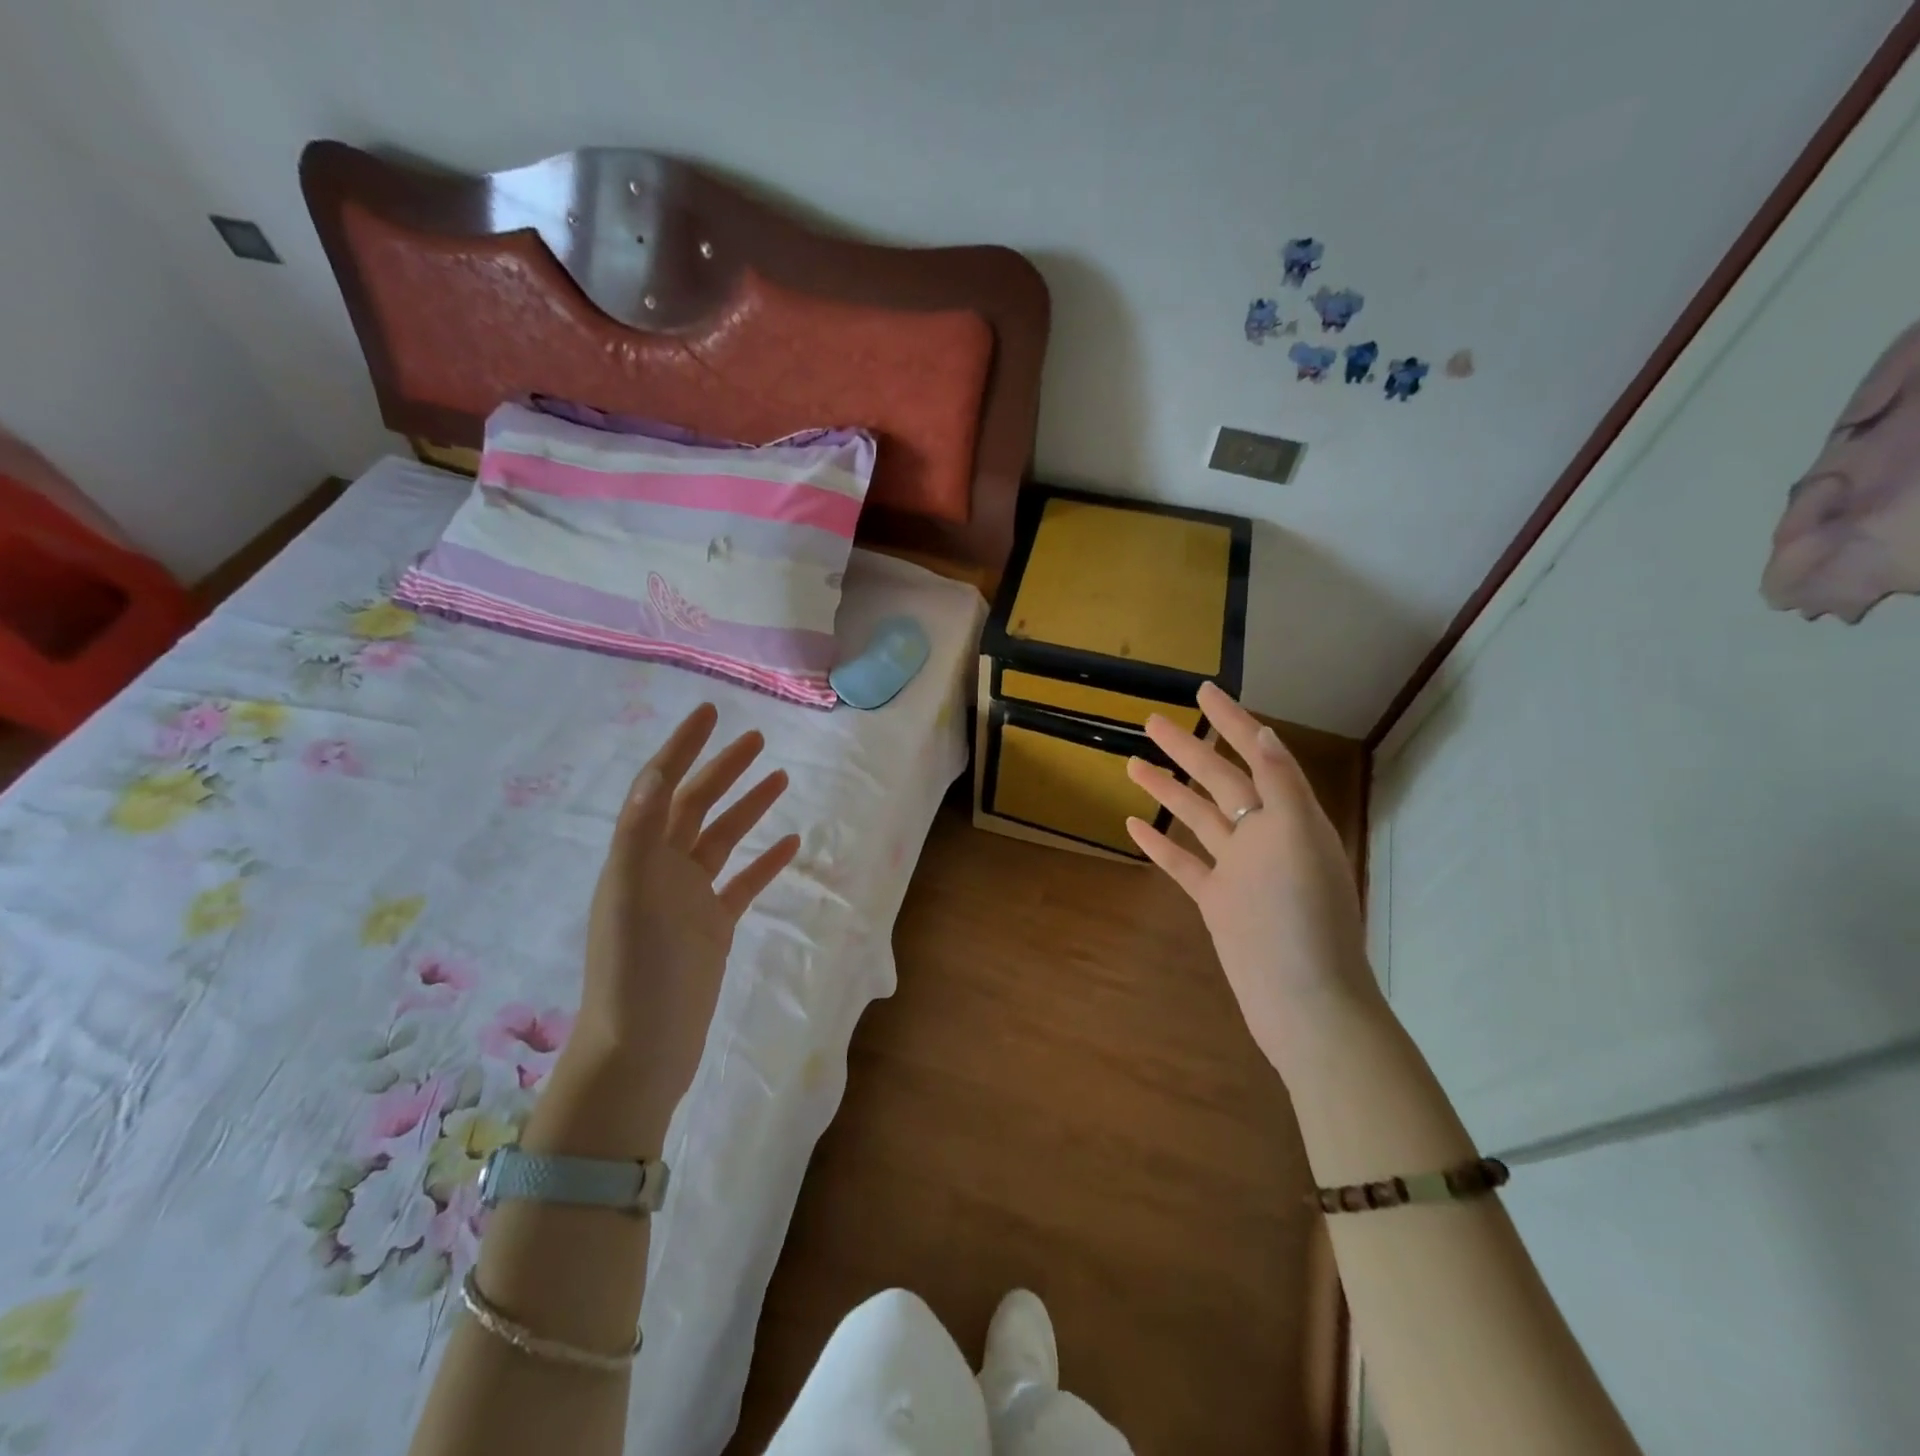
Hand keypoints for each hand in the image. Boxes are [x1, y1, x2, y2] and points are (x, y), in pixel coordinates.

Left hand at [571, 703, 801, 1104]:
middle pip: (696, 805)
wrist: (643, 1048)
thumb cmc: (634, 970)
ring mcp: (690, 898)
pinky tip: (790, 844)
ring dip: (748, 806)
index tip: (709, 713)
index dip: (682, 748)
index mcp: (637, 856)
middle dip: (723, 768)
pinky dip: (766, 861)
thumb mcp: (629, 895)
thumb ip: (640, 834)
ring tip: (779, 777)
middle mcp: (661, 869)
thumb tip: (656, 774)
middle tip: (756, 738)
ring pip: (723, 839)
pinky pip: (744, 883)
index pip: (660, 788)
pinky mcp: (714, 927)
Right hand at [1125, 682, 1377, 1072]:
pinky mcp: (1217, 901)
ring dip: (1168, 790)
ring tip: (1133, 763)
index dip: (1231, 721)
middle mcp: (1265, 836)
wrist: (1304, 1000)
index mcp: (1290, 817)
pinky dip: (1159, 843)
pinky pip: (1183, 863)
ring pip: (1197, 817)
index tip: (1203, 691)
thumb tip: (1261, 732)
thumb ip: (1280, 785)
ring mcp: (1239, 870)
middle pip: (1220, 781)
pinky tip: (1134, 824)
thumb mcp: (1299, 839)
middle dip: (1189, 748)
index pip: (1257, 754)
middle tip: (1152, 721)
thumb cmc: (1303, 917)